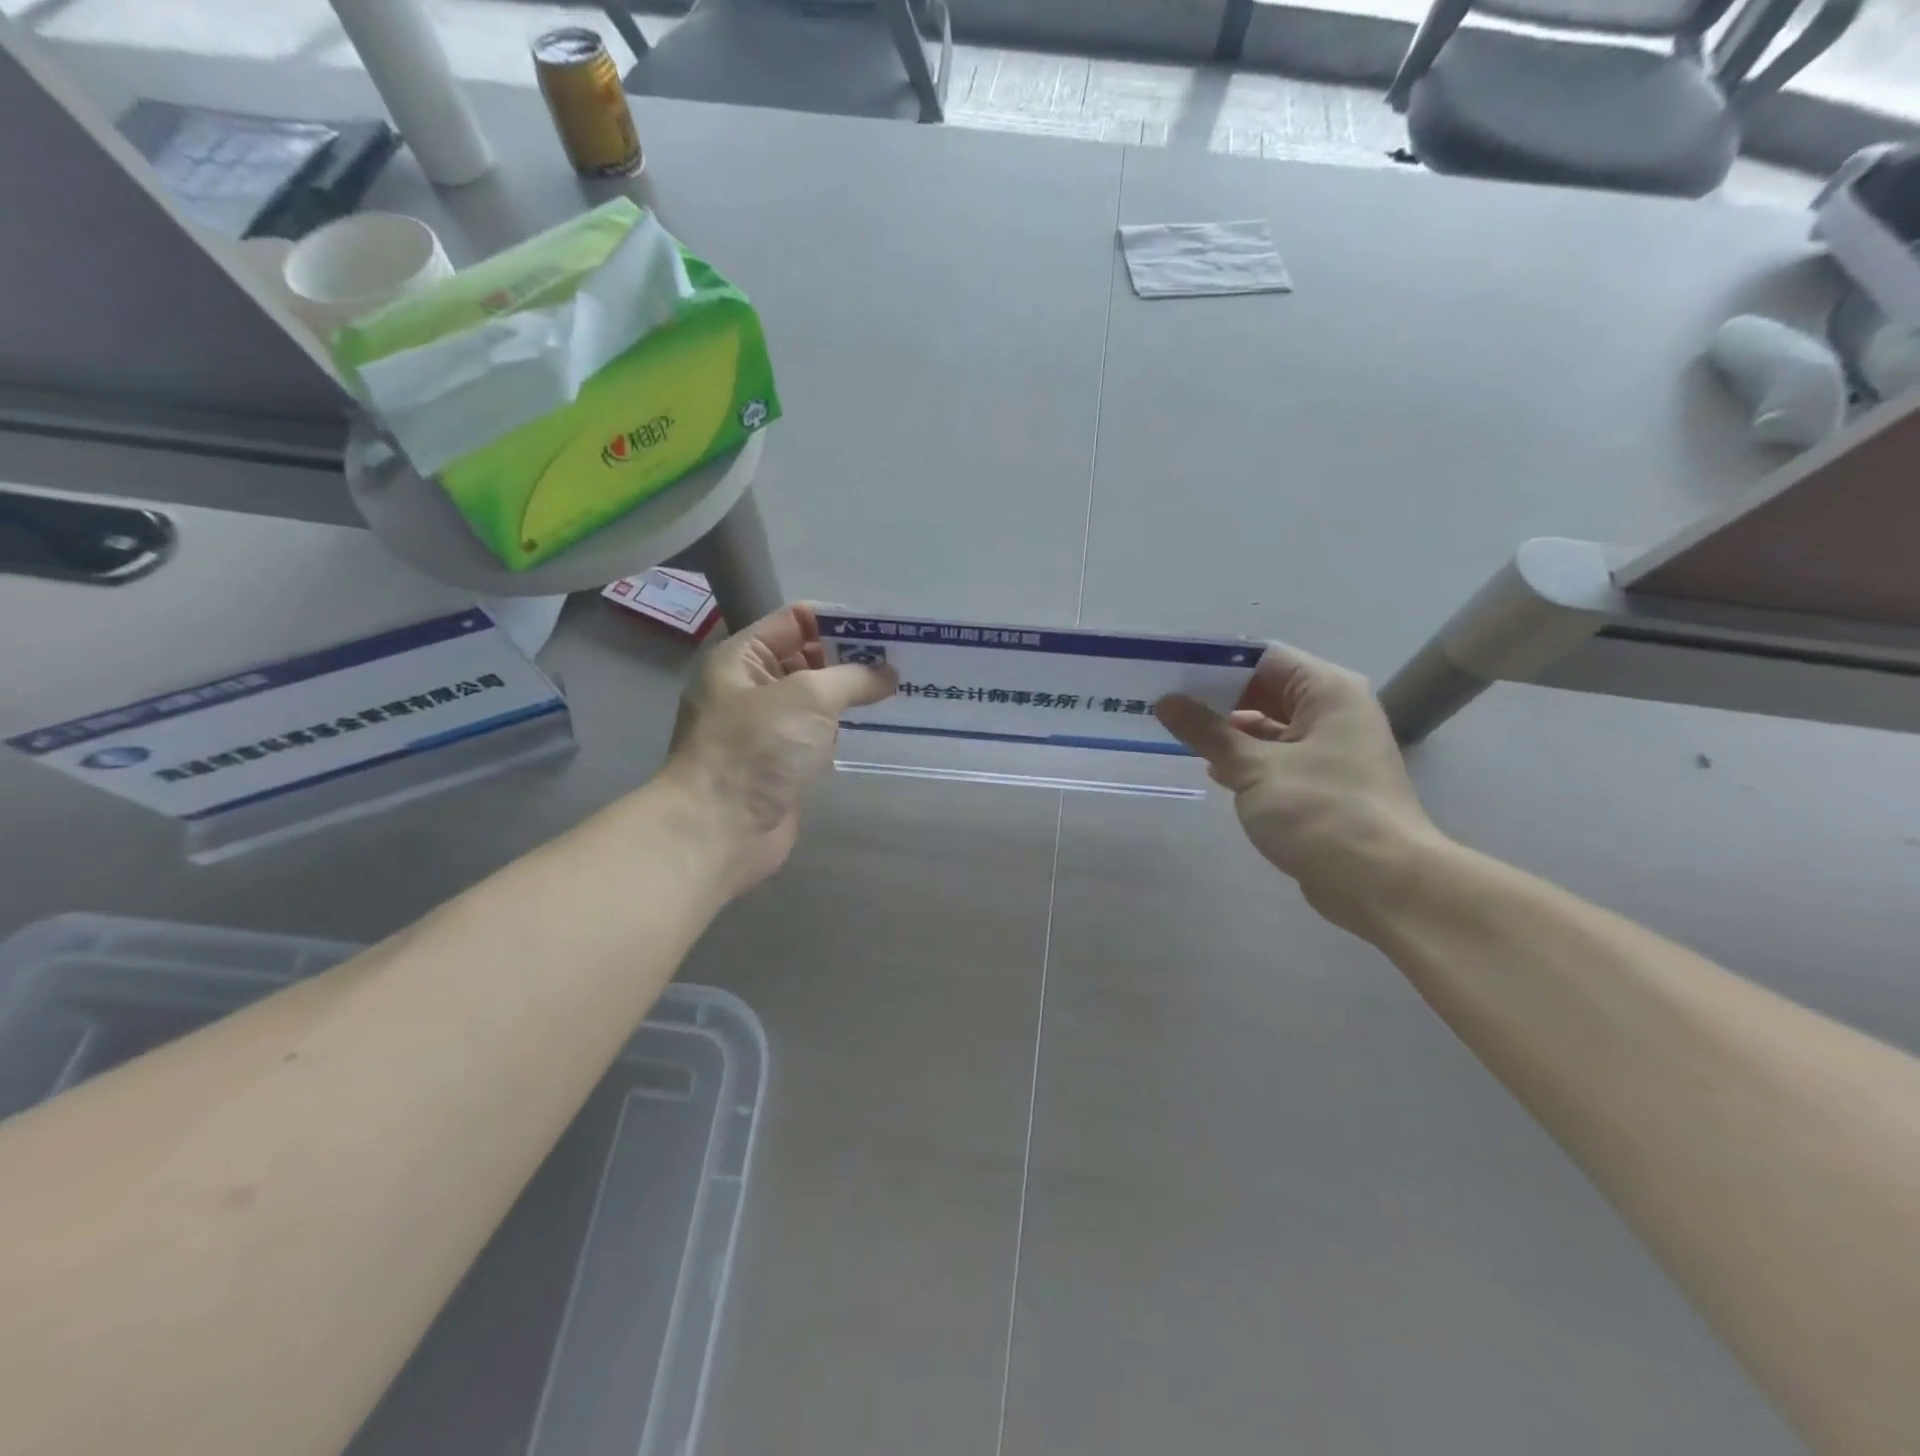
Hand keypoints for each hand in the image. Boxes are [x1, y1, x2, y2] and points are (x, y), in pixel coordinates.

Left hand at [661, 603, 895, 897]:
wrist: (719, 830)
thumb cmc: (756, 749)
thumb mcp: (808, 696)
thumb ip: (852, 677)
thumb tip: (887, 673)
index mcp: (742, 658)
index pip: (796, 621)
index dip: (841, 621)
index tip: (887, 631)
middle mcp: (750, 688)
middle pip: (807, 658)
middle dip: (852, 658)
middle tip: (903, 662)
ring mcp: (765, 729)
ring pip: (815, 700)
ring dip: (851, 696)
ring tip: (900, 690)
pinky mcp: (781, 764)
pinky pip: (817, 735)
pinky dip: (843, 729)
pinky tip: (878, 727)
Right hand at [1155, 643, 1445, 933]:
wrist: (1382, 884)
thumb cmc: (1321, 812)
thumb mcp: (1254, 767)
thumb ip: (1207, 732)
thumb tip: (1166, 703)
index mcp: (1328, 692)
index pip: (1264, 658)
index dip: (1216, 663)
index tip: (1171, 671)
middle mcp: (1333, 712)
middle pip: (1265, 690)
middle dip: (1216, 698)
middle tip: (1163, 701)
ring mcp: (1329, 750)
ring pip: (1268, 727)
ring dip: (1226, 731)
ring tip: (1176, 732)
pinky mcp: (1321, 784)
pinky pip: (1275, 758)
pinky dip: (1244, 759)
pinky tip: (1210, 768)